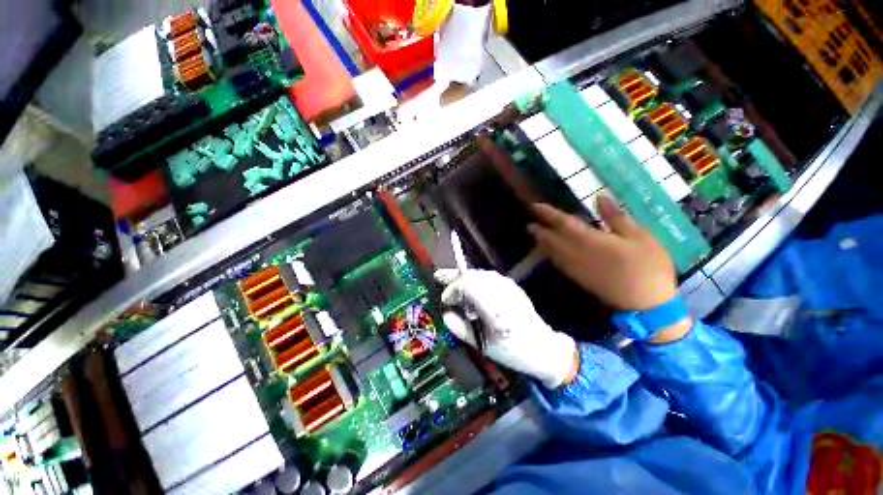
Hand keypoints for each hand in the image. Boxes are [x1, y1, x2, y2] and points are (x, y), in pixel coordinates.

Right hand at [435, 269, 578, 387]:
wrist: (543, 347)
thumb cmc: (511, 351)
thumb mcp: (482, 345)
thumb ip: (460, 328)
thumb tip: (446, 314)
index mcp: (496, 309)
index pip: (469, 287)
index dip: (453, 290)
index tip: (445, 300)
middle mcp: (503, 292)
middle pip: (474, 276)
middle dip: (455, 277)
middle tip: (439, 276)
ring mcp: (510, 287)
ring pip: (481, 274)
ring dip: (464, 276)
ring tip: (450, 277)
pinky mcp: (512, 286)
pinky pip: (489, 277)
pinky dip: (475, 278)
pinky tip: (469, 283)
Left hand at [527, 196, 690, 343]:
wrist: (646, 306)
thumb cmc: (649, 267)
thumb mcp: (640, 237)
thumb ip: (617, 217)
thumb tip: (599, 198)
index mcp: (590, 240)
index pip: (562, 223)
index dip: (547, 214)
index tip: (534, 206)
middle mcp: (576, 253)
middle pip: (551, 240)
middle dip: (538, 231)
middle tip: (529, 223)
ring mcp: (575, 268)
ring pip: (552, 252)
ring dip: (541, 242)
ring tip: (535, 234)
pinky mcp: (578, 278)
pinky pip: (558, 263)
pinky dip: (550, 254)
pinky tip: (551, 252)